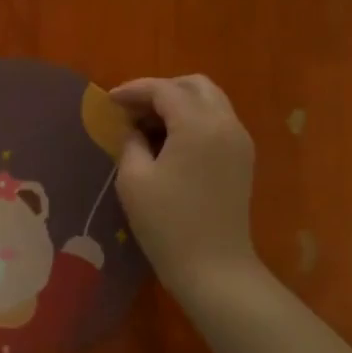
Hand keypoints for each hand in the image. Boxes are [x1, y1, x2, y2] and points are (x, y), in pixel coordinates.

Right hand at [109, 75, 260, 299]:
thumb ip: (130, 142)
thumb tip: (132, 129)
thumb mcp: (134, 179)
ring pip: (209, 101)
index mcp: (198, 124)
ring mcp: (239, 141)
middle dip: (161, 90)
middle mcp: (225, 123)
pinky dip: (192, 120)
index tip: (109, 101)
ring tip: (147, 126)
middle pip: (194, 85)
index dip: (134, 90)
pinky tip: (169, 142)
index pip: (164, 90)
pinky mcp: (242, 159)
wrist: (213, 267)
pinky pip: (217, 122)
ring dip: (178, 104)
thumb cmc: (167, 223)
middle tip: (131, 110)